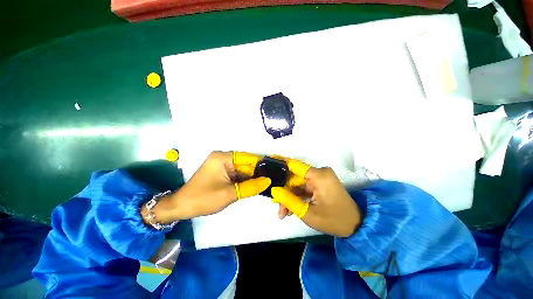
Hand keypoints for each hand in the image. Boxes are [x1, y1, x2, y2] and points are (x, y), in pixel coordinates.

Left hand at [142, 151, 270, 223]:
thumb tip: (268, 181)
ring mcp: (223, 165)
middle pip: (246, 164)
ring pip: (243, 170)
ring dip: (253, 177)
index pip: (247, 158)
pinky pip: (238, 175)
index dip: (261, 164)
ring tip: (268, 183)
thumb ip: (251, 187)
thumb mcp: (229, 194)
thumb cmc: (204, 199)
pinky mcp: (223, 173)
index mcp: (223, 158)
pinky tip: (256, 185)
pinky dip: (246, 181)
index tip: (274, 170)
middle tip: (273, 179)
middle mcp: (224, 158)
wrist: (182, 207)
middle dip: (258, 172)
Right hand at [271, 161, 361, 237]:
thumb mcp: (308, 213)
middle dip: (285, 192)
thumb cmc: (333, 220)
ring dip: (290, 196)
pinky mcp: (321, 183)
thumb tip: (274, 190)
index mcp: (318, 175)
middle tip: (278, 207)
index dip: (280, 167)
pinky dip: (298, 196)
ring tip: (284, 212)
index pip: (294, 166)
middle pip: (295, 178)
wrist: (356, 225)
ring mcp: (320, 177)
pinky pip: (305, 187)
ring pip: (298, 184)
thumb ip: (289, 200)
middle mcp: (319, 172)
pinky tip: (291, 208)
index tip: (268, 170)